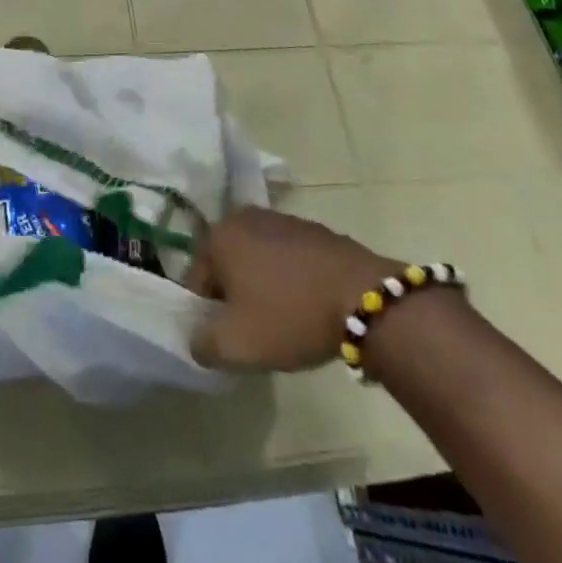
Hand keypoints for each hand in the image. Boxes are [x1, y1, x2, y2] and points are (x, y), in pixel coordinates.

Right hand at [185, 207, 406, 371]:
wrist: (364, 298)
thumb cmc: (290, 316)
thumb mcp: (237, 345)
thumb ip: (202, 344)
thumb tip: (197, 339)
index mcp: (219, 235)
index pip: (197, 280)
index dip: (207, 314)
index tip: (229, 338)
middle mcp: (244, 217)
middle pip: (227, 265)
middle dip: (235, 296)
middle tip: (255, 330)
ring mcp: (282, 219)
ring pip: (258, 259)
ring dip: (263, 286)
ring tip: (285, 320)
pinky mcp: (313, 229)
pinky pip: (288, 258)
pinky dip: (291, 279)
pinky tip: (308, 306)